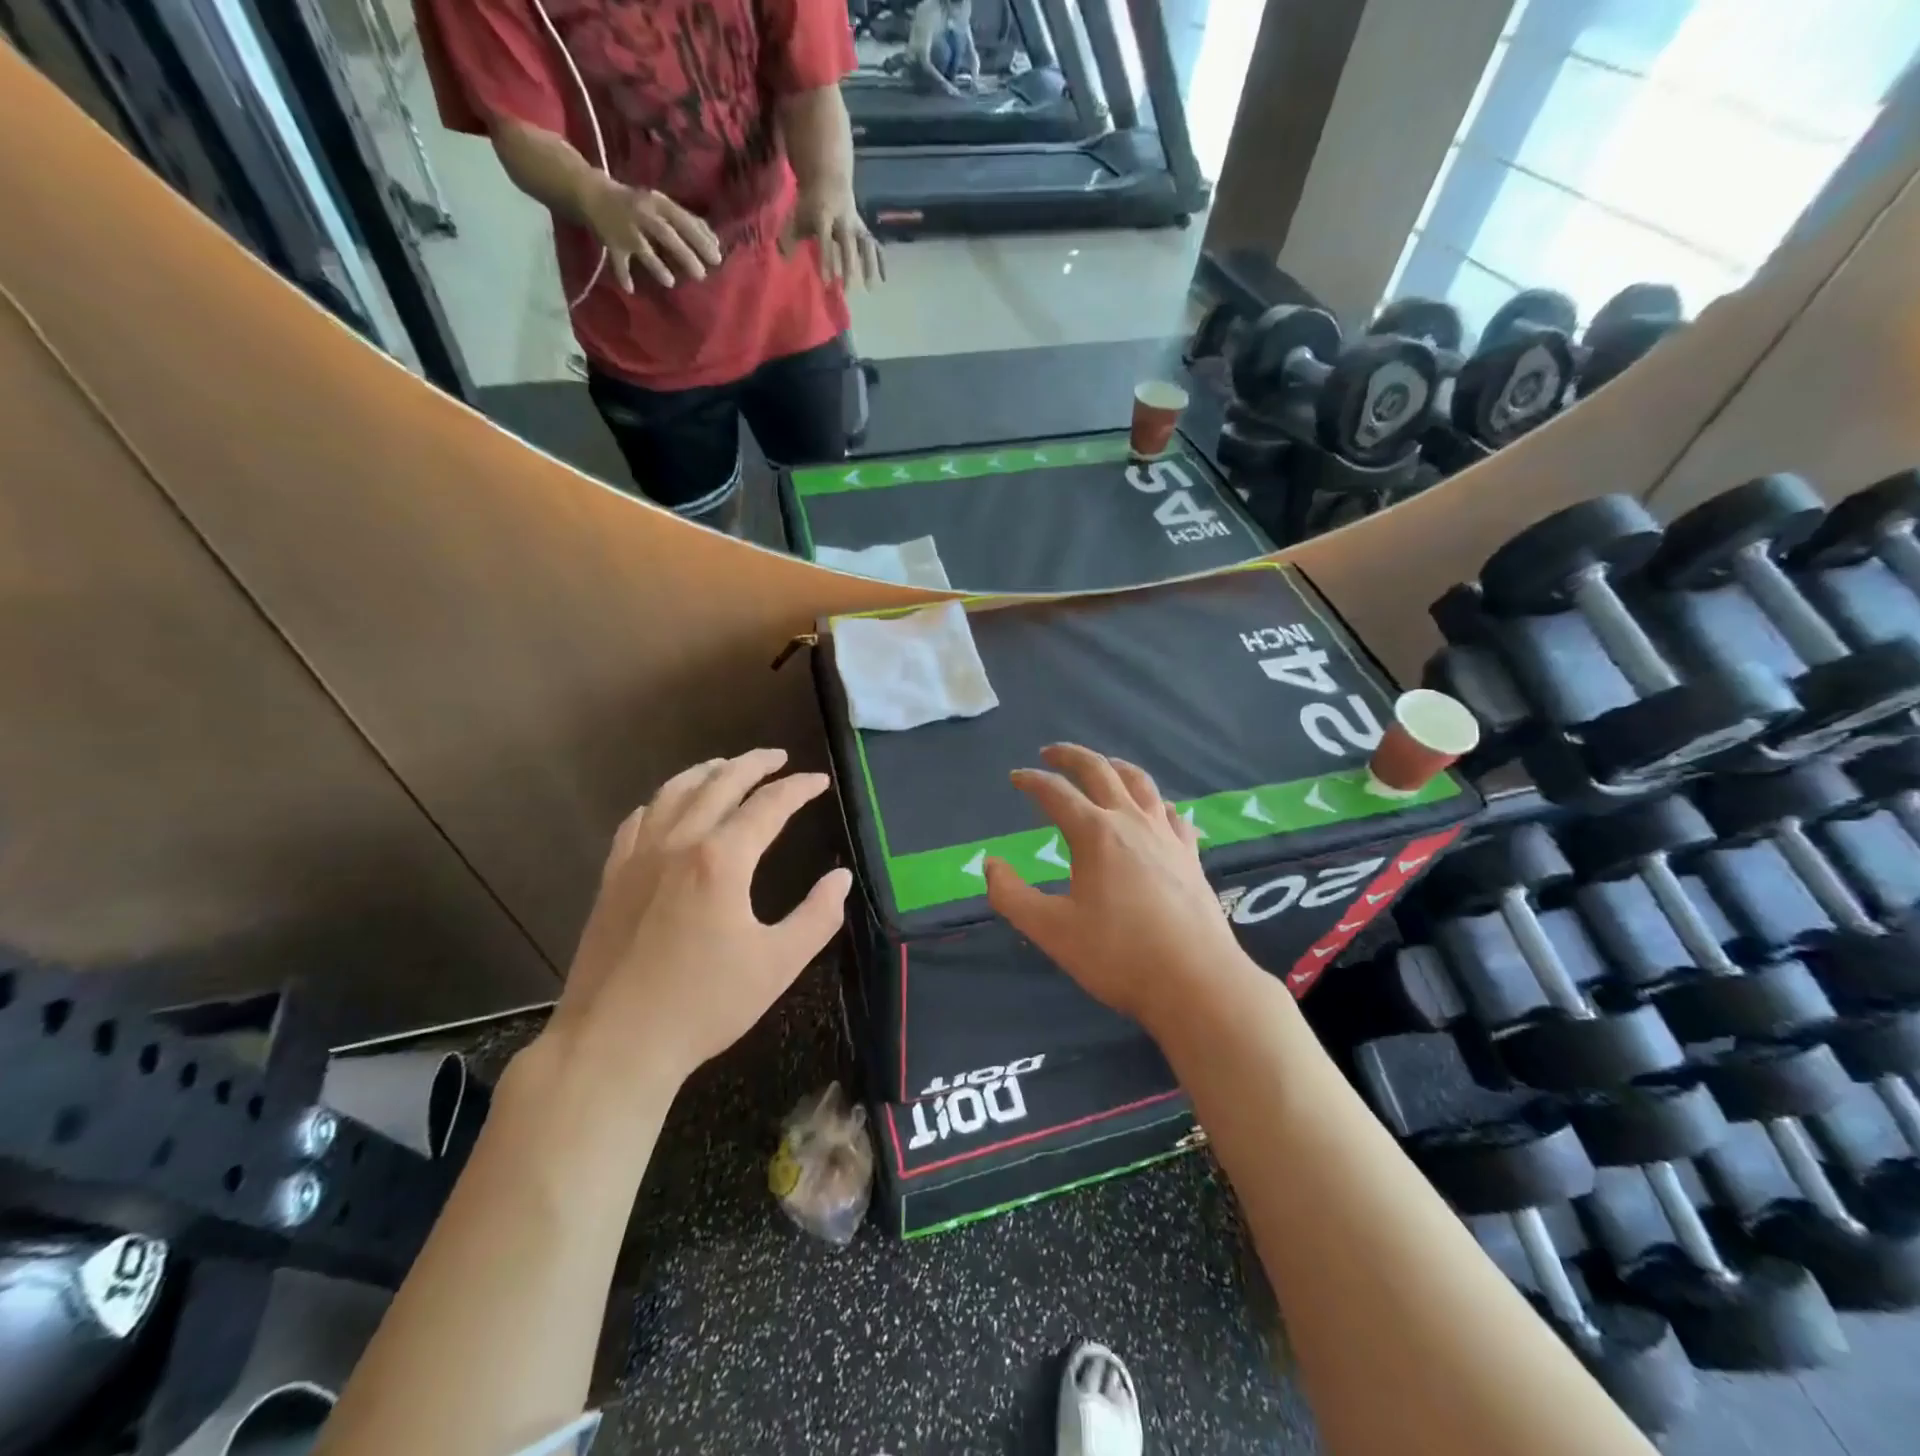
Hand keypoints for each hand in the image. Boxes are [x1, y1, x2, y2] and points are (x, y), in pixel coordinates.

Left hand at [551, 749, 850, 1089]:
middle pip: (719, 783)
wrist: (614, 1044)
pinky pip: (637, 821)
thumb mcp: (778, 964)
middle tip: (778, 757)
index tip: (819, 782)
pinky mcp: (613, 878)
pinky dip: (661, 801)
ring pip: (673, 793)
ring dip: (705, 772)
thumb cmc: (704, 1005)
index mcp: (722, 860)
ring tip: (726, 766)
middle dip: (753, 764)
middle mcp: (678, 844)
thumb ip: (817, 916)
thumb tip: (840, 878)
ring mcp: (638, 858)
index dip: (798, 788)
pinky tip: (667, 807)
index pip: (768, 805)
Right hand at [580, 174, 722, 290]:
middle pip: (665, 234)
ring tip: (671, 282)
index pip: (683, 220)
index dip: (701, 239)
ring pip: (642, 247)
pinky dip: (623, 275)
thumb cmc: (639, 204)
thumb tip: (716, 242)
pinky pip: (618, 260)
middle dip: (685, 254)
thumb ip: (689, 222)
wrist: (593, 192)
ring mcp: (625, 227)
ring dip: (656, 265)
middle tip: (702, 275)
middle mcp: (642, 213)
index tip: (717, 258)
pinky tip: (631, 289)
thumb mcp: (663, 206)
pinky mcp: (611, 241)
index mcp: (658, 203)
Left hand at [780, 185, 884, 288]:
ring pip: (866, 245)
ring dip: (869, 266)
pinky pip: (874, 245)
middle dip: (849, 268)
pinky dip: (880, 261)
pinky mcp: (864, 229)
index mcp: (825, 215)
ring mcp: (856, 224)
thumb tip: (782, 259)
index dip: (827, 261)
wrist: (828, 177)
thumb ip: (791, 237)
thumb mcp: (798, 215)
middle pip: (848, 246)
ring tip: (870, 288)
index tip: (827, 281)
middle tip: (848, 290)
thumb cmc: (810, 202)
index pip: (826, 241)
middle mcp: (843, 220)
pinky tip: (882, 279)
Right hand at [985, 744, 1255, 1030]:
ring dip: (1115, 767)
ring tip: (1102, 766)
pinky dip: (1154, 801)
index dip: (1032, 781)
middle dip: (1072, 756)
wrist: (1196, 981)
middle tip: (1051, 753)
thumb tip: (991, 865)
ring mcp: (1166, 836)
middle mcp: (1132, 822)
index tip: (1016, 778)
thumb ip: (1011, 895)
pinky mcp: (1190, 855)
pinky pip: (1170, 813)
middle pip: (1100, 771)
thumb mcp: (1051, 930)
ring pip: (1140, 784)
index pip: (1056, 793)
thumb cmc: (1118, 955)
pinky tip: (1153, 811)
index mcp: (1095, 833)